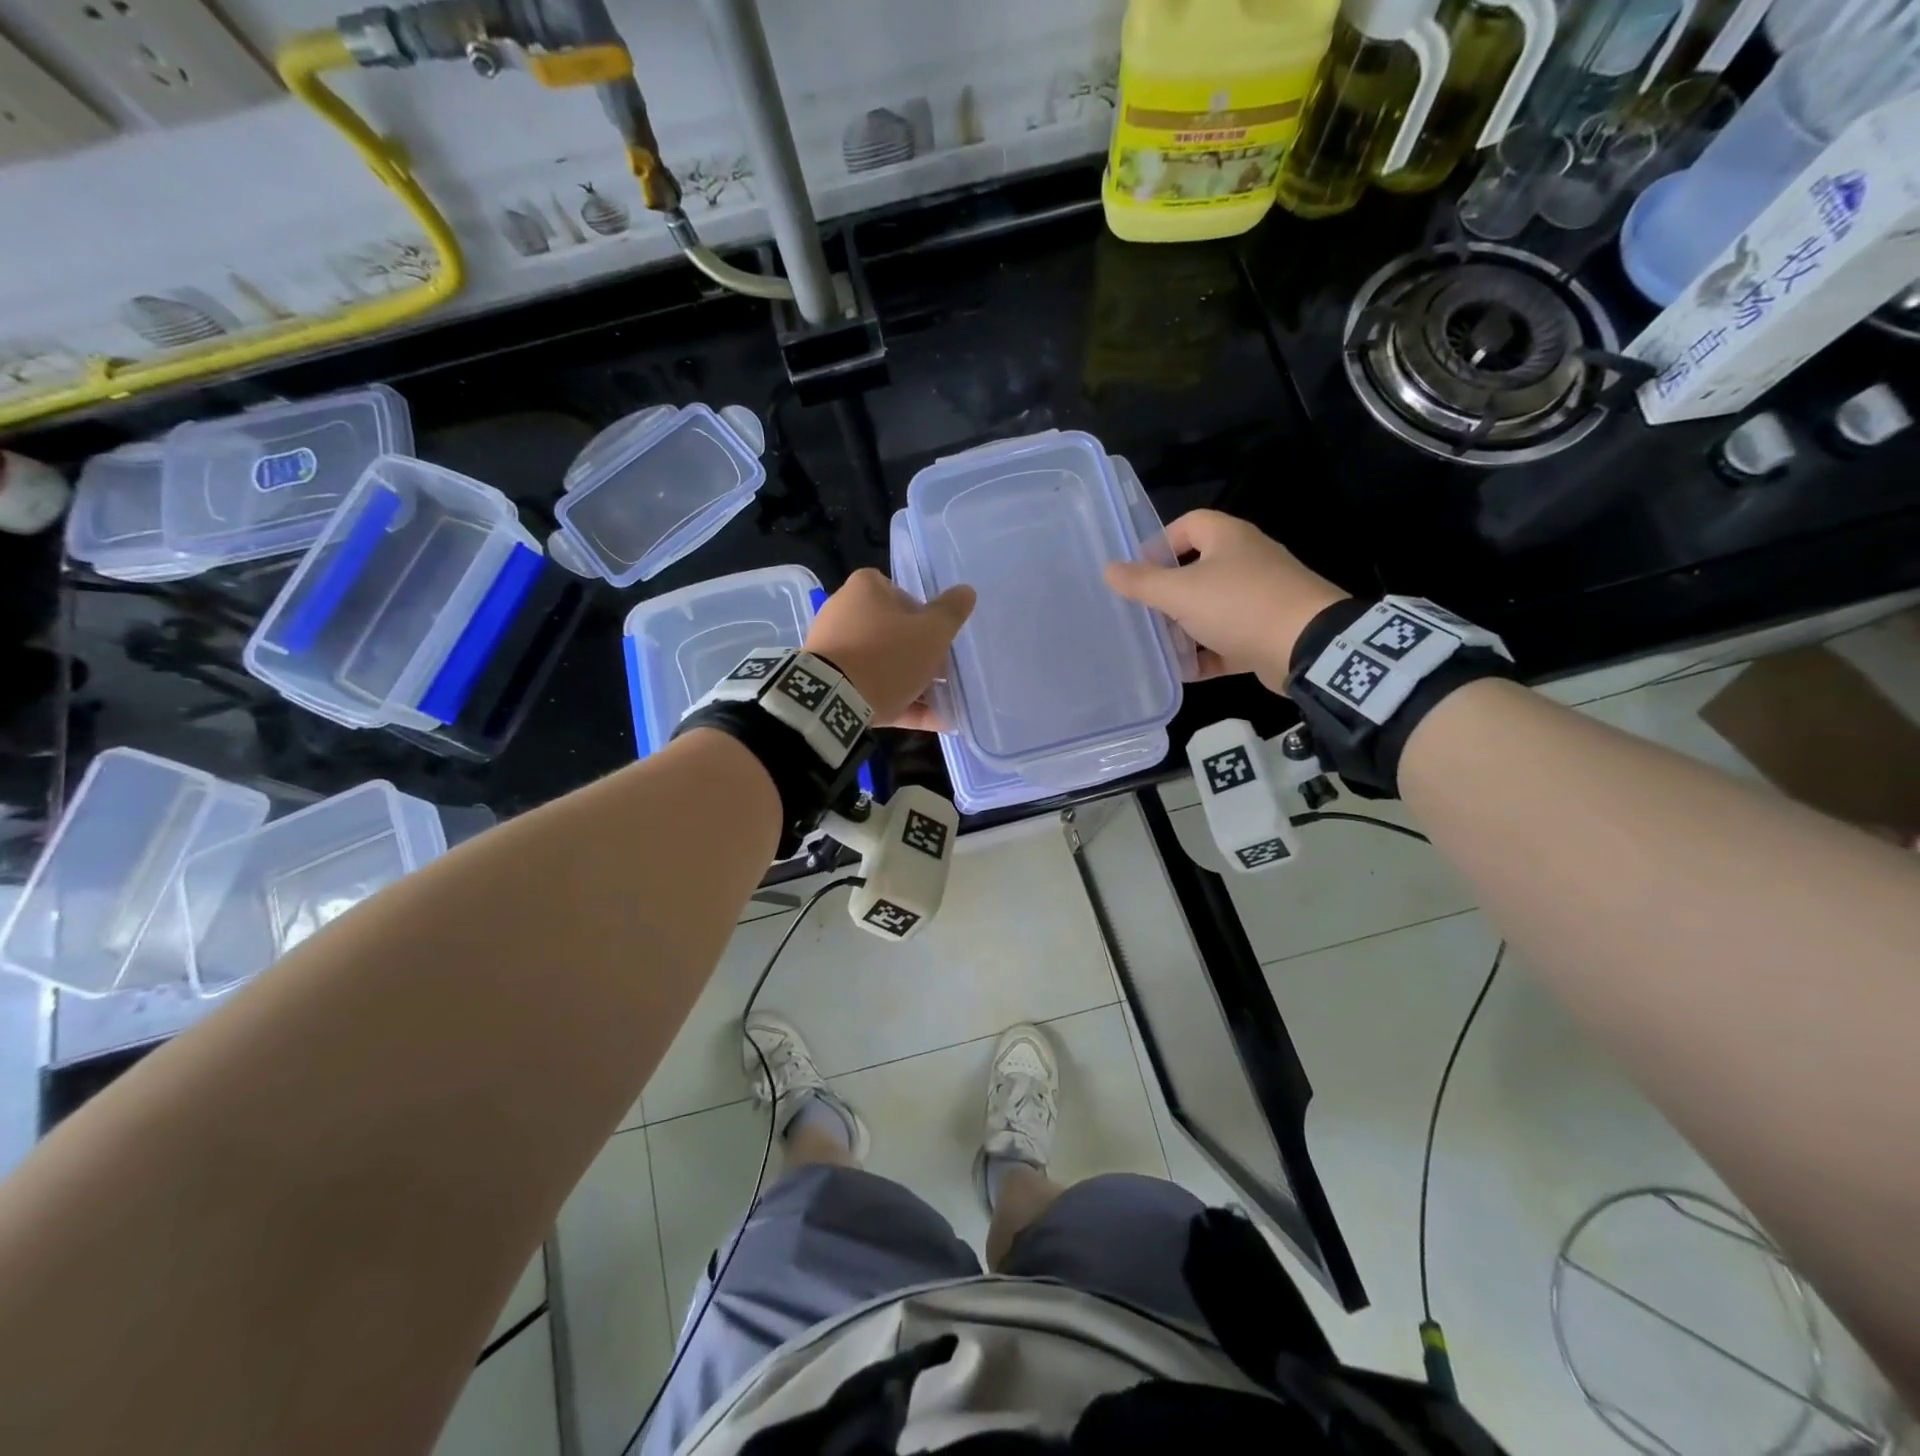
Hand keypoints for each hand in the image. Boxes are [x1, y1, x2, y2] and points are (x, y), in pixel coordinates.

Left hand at [806, 568, 975, 728]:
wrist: (834, 700)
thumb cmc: (887, 656)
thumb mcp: (931, 633)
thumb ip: (950, 612)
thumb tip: (966, 591)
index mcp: (865, 589)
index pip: (902, 595)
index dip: (925, 618)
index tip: (939, 640)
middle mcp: (843, 612)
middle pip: (892, 632)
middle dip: (919, 655)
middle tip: (942, 675)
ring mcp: (833, 648)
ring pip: (882, 664)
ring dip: (912, 683)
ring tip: (942, 706)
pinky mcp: (829, 682)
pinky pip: (870, 688)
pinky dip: (898, 702)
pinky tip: (930, 721)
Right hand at [1105, 510, 1347, 693]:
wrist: (1307, 646)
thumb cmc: (1239, 606)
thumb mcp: (1180, 592)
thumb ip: (1142, 582)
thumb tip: (1108, 569)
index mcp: (1228, 539)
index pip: (1189, 524)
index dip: (1160, 543)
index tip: (1138, 571)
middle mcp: (1246, 562)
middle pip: (1197, 570)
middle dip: (1167, 594)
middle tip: (1142, 614)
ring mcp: (1259, 598)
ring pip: (1211, 608)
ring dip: (1185, 628)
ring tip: (1157, 646)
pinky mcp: (1266, 632)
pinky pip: (1227, 640)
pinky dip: (1206, 654)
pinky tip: (1184, 671)